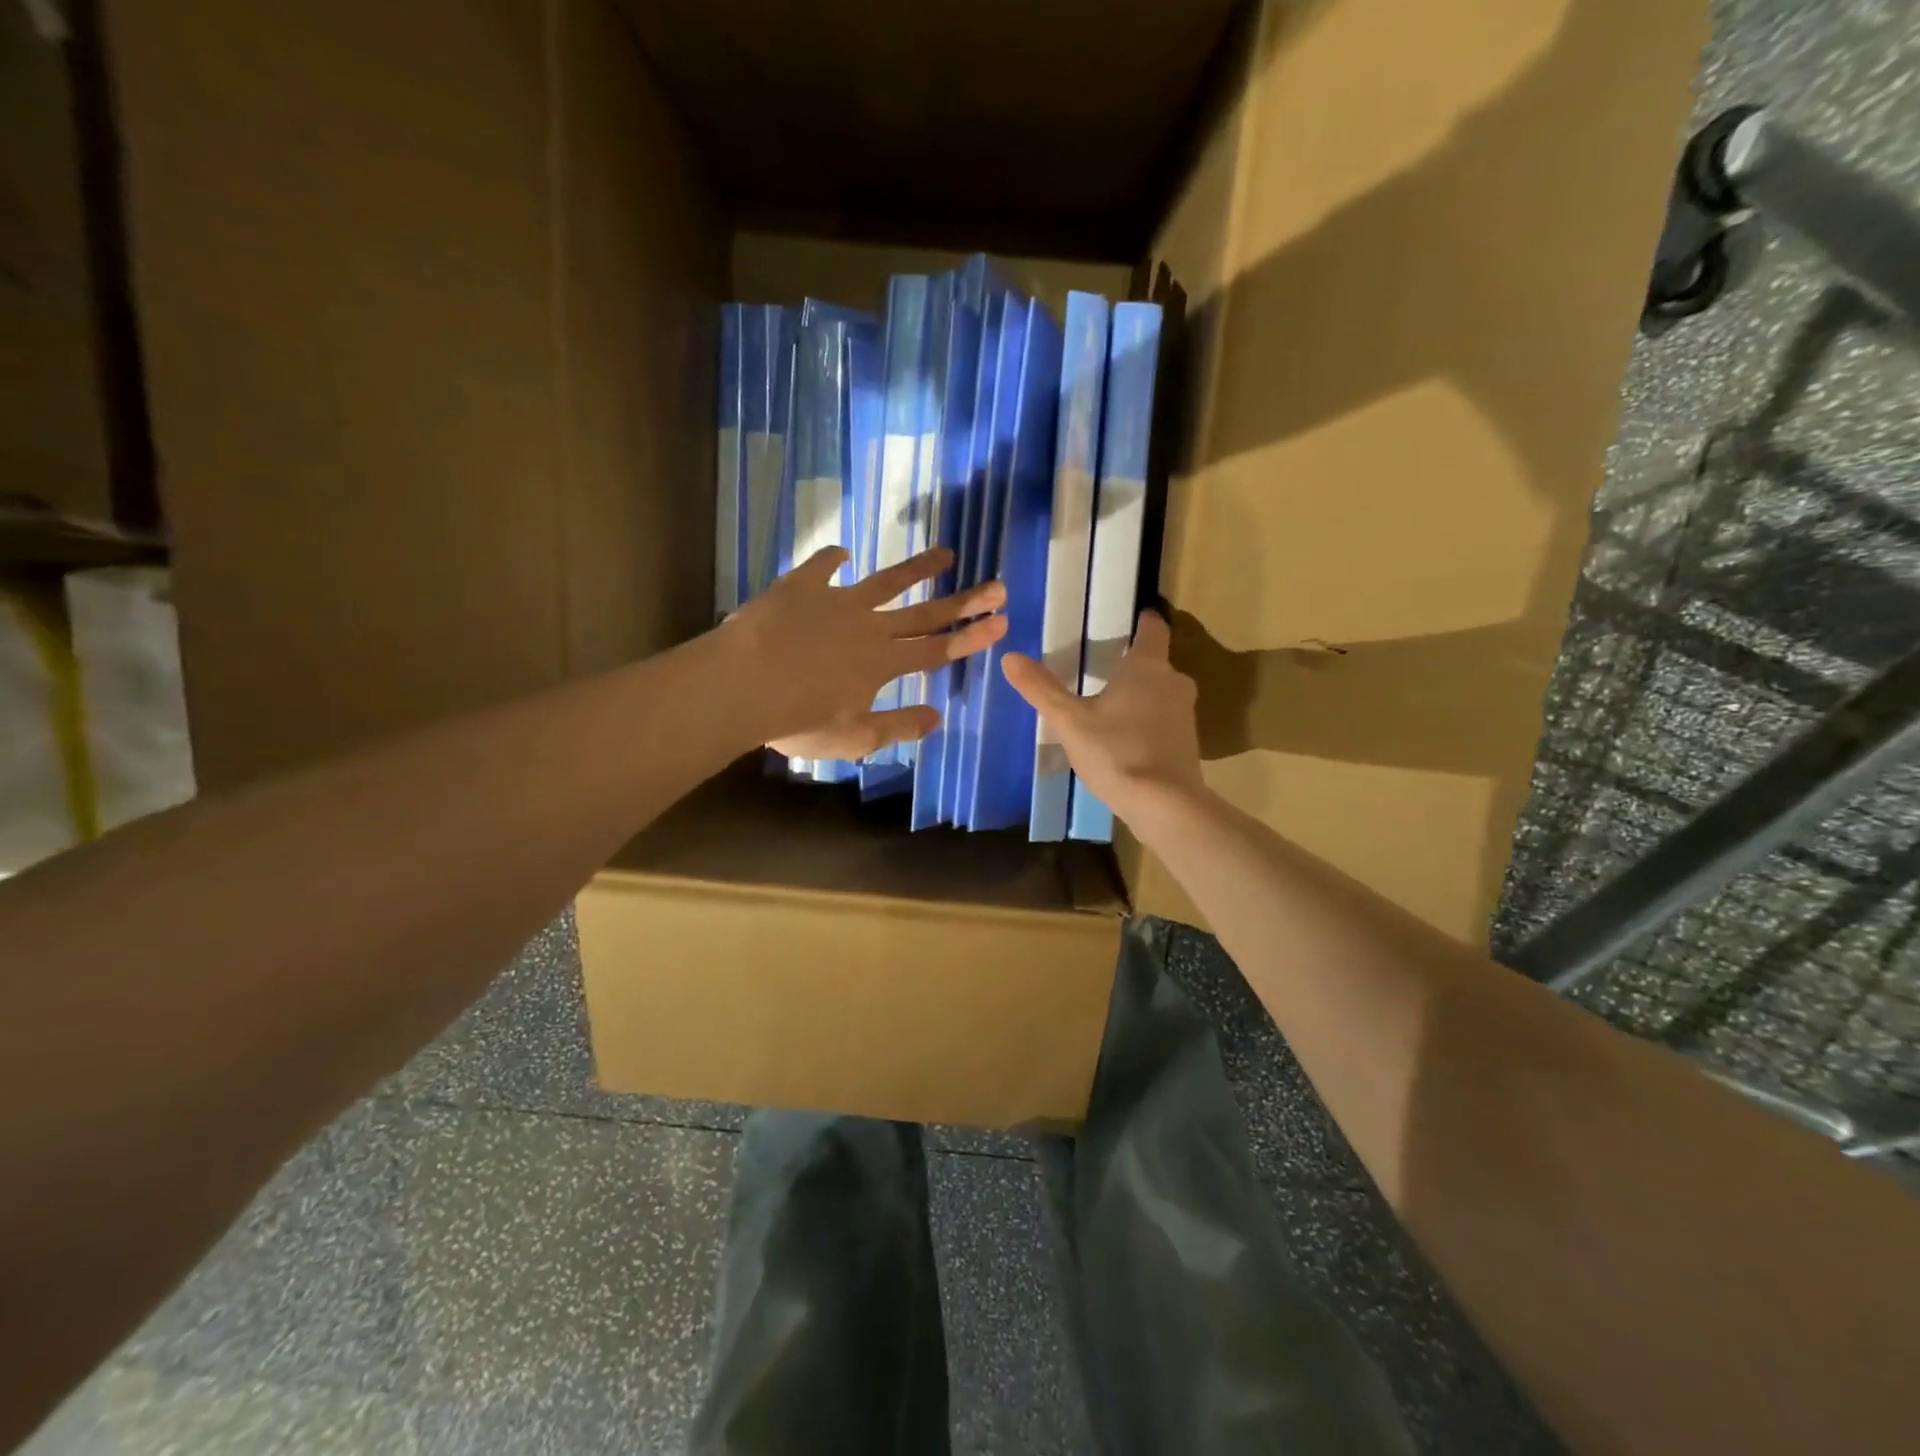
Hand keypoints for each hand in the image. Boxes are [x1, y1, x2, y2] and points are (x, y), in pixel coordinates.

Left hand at [726, 546, 1007, 760]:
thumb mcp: (853, 738)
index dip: (971, 638)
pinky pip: (822, 566)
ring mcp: (836, 601)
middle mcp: (869, 627)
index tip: (1002, 622)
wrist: (741, 684)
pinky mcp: (801, 587)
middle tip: (997, 585)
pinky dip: (834, 558)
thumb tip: (937, 717)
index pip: (937, 650)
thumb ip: (897, 726)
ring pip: (886, 581)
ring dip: (917, 568)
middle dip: (964, 601)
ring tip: (945, 553)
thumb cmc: (797, 719)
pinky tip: (844, 552)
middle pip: (925, 613)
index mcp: (883, 663)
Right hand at [1000, 610, 1203, 824]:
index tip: (1129, 618)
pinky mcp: (1188, 743)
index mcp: (1148, 665)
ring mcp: (1185, 714)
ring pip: (1161, 692)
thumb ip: (1041, 689)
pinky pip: (1164, 719)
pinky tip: (1124, 738)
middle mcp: (1173, 681)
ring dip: (1140, 694)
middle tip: (1102, 667)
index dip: (1142, 620)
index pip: (1153, 628)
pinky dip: (1147, 721)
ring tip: (1109, 703)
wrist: (1166, 805)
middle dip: (1132, 663)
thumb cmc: (1116, 752)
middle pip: (1155, 662)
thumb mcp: (1070, 721)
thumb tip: (1010, 657)